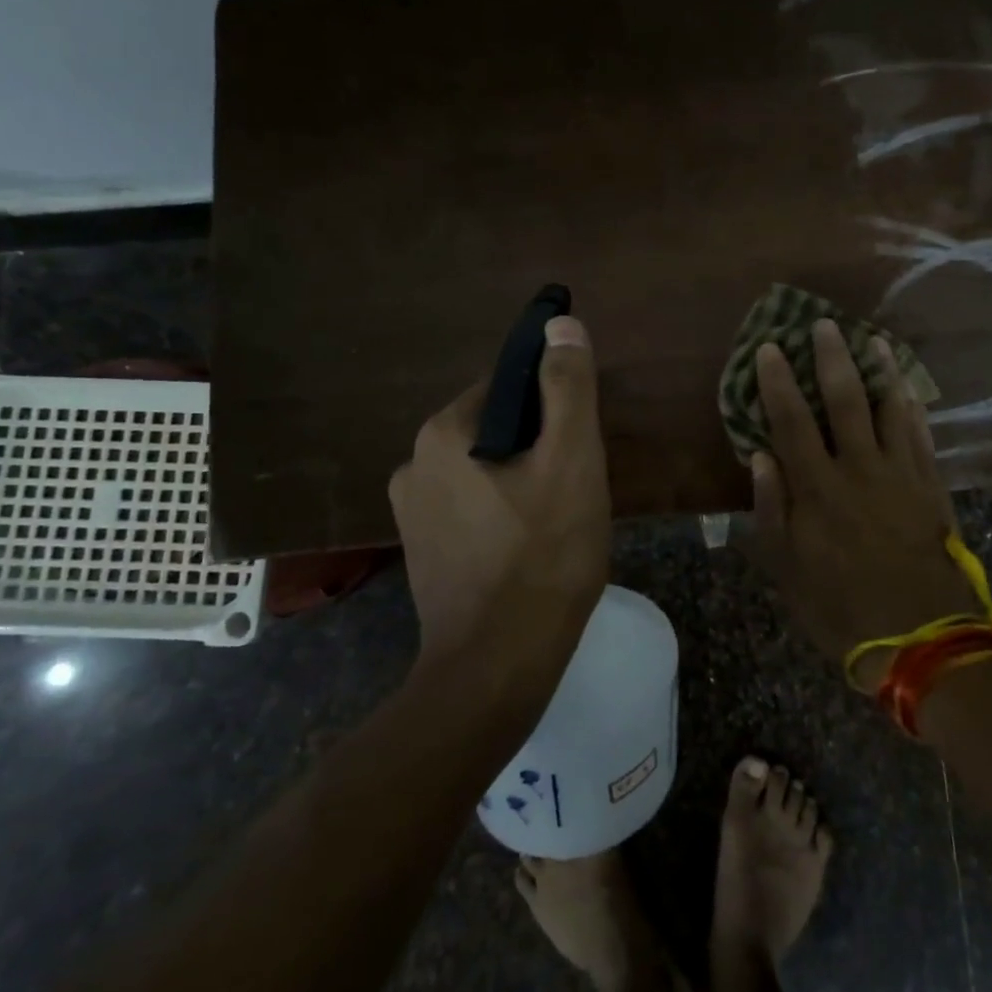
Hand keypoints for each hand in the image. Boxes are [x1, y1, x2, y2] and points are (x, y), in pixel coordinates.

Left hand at [388, 316, 610, 697]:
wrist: (498, 667)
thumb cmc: (543, 556)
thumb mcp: (572, 462)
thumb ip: (568, 389)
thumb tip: (559, 324)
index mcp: (441, 433)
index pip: (506, 387)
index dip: (552, 408)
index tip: (580, 443)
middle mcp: (412, 464)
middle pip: (494, 430)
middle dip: (538, 447)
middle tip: (577, 487)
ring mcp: (410, 513)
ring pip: (484, 471)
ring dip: (522, 481)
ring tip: (559, 520)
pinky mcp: (421, 551)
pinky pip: (471, 508)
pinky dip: (502, 513)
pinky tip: (530, 548)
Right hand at [747, 320, 973, 681]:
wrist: (922, 640)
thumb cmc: (842, 608)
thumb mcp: (788, 570)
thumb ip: (772, 509)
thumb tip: (760, 456)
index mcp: (818, 489)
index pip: (791, 422)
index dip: (777, 382)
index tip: (769, 348)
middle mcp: (859, 469)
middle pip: (844, 401)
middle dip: (830, 359)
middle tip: (822, 324)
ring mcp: (901, 475)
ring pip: (890, 409)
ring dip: (879, 371)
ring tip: (871, 339)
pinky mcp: (931, 487)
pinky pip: (922, 436)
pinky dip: (913, 408)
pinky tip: (908, 389)